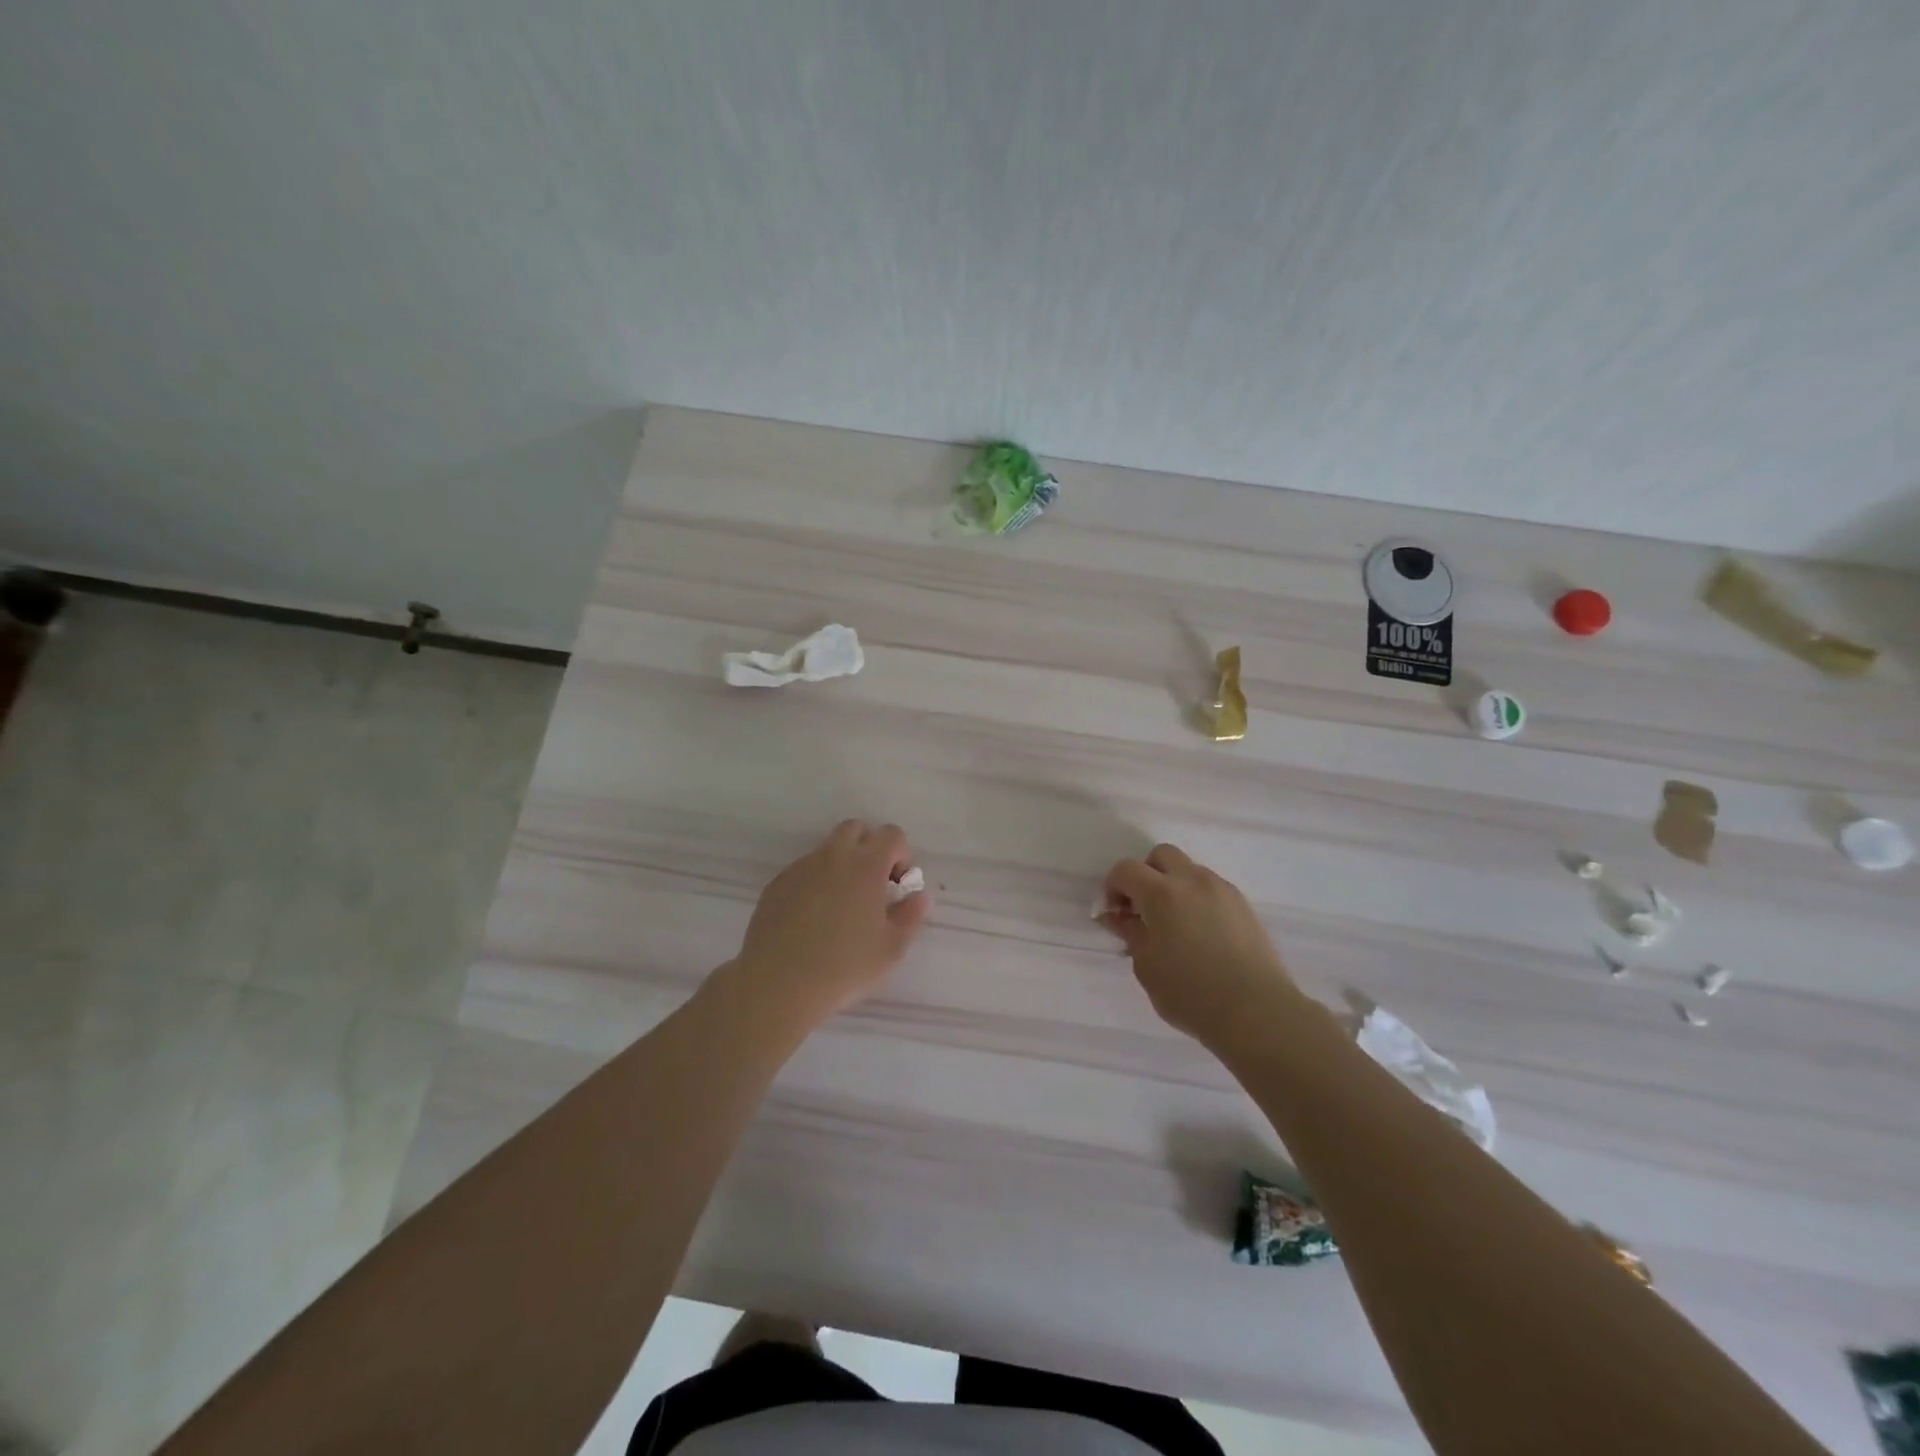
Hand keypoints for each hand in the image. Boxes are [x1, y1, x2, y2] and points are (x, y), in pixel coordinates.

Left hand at [728, 819, 929, 1025]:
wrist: (779, 983)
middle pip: (856, 828)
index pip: (892, 834)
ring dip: (841, 864)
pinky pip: (803, 870)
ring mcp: (801, 867)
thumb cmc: (845, 966)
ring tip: (841, 905)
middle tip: (872, 885)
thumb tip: (918, 898)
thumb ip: (910, 917)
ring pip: (827, 849)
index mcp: (866, 865)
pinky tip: (812, 918)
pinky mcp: (777, 884)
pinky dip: (815, 881)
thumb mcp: (891, 949)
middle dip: (869, 847)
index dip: (901, 854)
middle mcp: (833, 856)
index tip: (898, 885)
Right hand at [1099, 843, 1298, 1048]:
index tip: (1114, 914)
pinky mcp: (1244, 906)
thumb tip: (1120, 917)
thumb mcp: (1146, 966)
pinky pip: (1212, 889)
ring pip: (1190, 870)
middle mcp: (1192, 881)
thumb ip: (1131, 934)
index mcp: (1161, 893)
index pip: (1126, 869)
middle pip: (1161, 855)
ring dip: (1174, 886)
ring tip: (1175, 924)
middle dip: (1146, 874)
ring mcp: (1222, 890)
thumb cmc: (1190, 993)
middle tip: (1143, 909)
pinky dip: (1198, 899)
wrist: (1256, 1011)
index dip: (1113, 887)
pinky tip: (1201, 933)